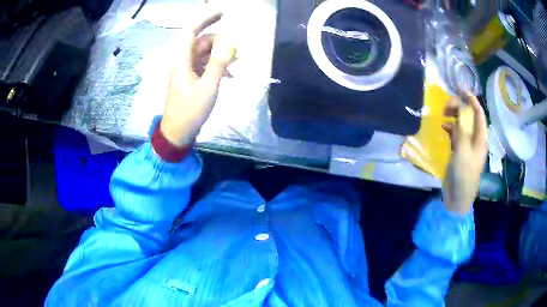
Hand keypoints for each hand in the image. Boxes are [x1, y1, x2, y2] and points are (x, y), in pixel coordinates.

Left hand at [160, 13, 235, 146]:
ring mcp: (187, 70)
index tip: (223, 13)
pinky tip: (230, 75)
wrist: (177, 133)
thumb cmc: (190, 111)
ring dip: (221, 55)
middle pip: (202, 41)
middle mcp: (183, 61)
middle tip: (237, 52)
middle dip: (220, 42)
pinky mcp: (191, 79)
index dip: (206, 19)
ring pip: (205, 53)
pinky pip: (206, 65)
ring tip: (237, 63)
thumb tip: (230, 42)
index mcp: (182, 60)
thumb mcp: (208, 87)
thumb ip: (219, 63)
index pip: (192, 31)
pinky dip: (218, 66)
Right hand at [441, 92, 487, 213]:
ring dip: (454, 117)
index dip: (471, 99)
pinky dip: (450, 128)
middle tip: (446, 106)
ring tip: (443, 115)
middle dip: (459, 107)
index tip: (460, 89)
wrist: (458, 197)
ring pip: (462, 124)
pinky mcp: (460, 151)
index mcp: (480, 138)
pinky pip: (456, 134)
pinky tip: (443, 128)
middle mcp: (475, 139)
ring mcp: (467, 145)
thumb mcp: (463, 151)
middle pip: (469, 117)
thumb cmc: (464, 175)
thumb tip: (459, 109)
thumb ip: (462, 129)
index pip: (478, 113)